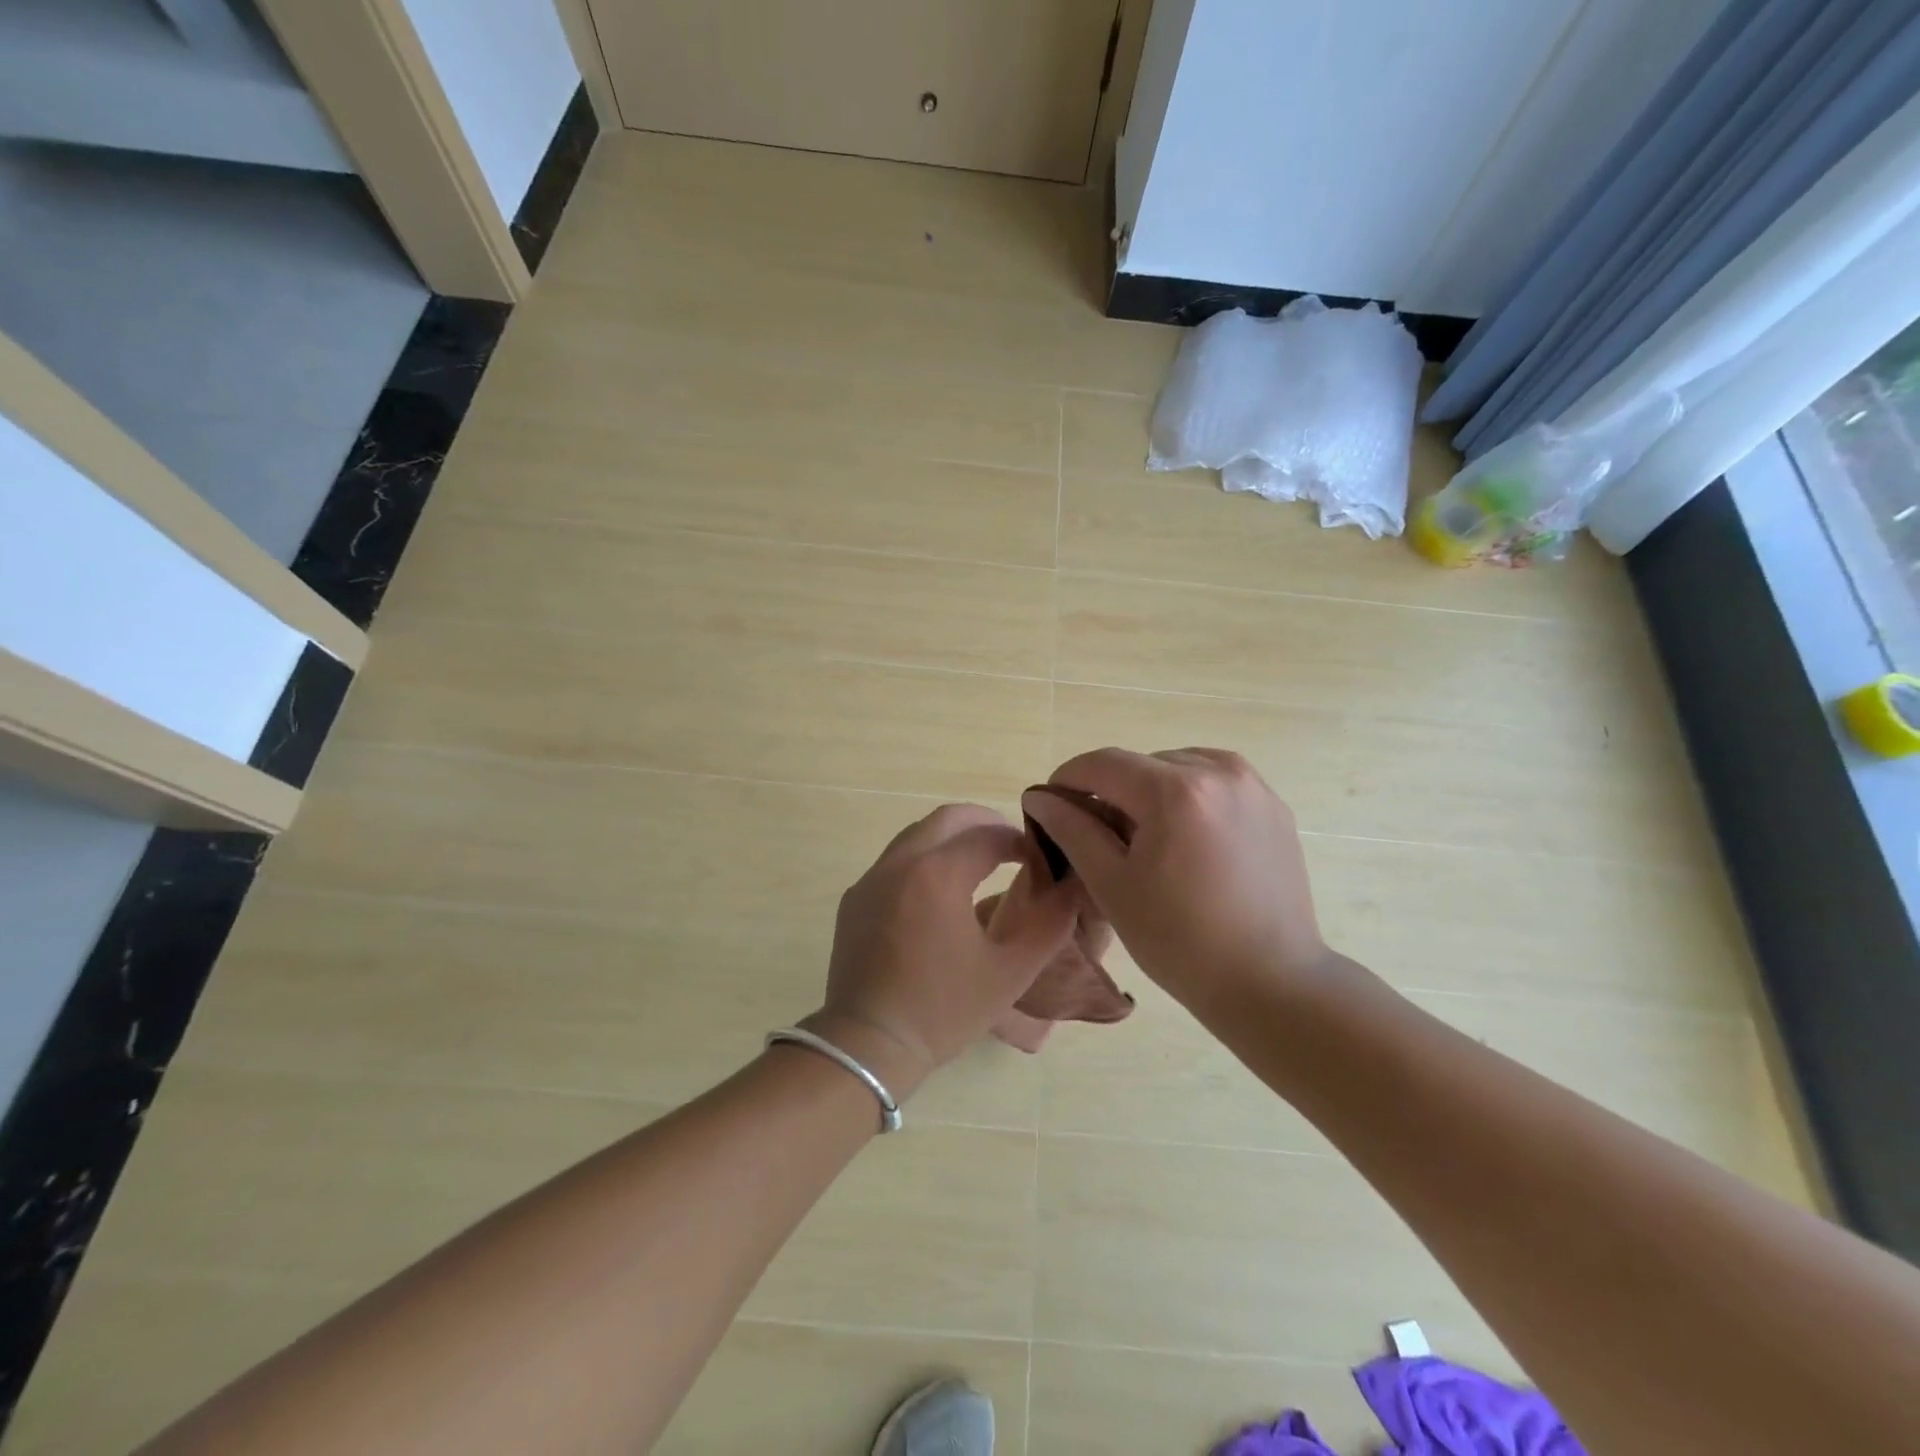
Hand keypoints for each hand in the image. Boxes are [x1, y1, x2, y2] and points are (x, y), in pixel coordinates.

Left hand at [803, 804, 1079, 1100]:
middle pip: (947, 818)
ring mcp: (871, 879)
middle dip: (984, 823)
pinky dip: (923, 860)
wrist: (868, 1045)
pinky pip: (894, 861)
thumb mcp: (1010, 971)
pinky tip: (938, 895)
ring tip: (979, 864)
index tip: (1040, 861)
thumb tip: (1071, 884)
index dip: (1020, 841)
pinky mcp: (854, 899)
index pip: (988, 835)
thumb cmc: (944, 1009)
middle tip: (1011, 846)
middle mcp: (900, 862)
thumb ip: (1049, 922)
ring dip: (951, 838)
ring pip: (917, 834)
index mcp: (938, 873)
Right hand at [1020, 749, 1328, 1015]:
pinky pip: (1213, 782)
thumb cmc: (1180, 941)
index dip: (1067, 780)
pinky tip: (1186, 841)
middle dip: (1110, 792)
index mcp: (1175, 791)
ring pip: (1177, 768)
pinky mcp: (1272, 805)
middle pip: (1140, 764)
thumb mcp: (1112, 885)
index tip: (1051, 807)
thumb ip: (1072, 830)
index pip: (1102, 763)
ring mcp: (1251, 786)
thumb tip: (1040, 798)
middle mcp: (1218, 771)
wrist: (1271, 982)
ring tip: (1147, 841)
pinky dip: (1188, 798)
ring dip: (1150, 792)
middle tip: (1099, 838)